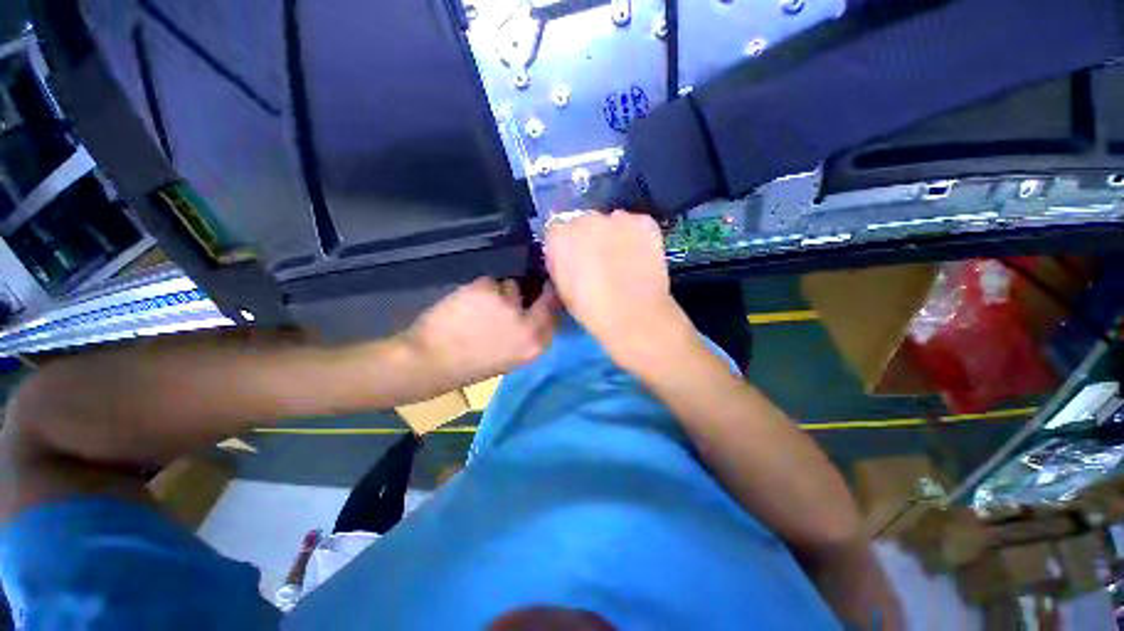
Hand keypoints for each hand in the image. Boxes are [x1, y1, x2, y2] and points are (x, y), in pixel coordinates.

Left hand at [403, 277, 558, 387]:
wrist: (430, 363)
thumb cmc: (470, 366)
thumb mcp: (510, 358)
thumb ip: (527, 335)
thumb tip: (535, 310)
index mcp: (535, 345)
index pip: (554, 314)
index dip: (546, 304)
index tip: (539, 300)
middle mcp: (528, 324)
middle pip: (542, 295)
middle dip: (530, 294)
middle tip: (510, 299)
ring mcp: (508, 305)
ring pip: (511, 285)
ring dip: (499, 293)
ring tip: (479, 308)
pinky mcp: (487, 290)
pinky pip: (490, 281)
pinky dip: (479, 288)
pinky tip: (467, 303)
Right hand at [544, 210, 693, 367]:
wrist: (633, 316)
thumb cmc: (591, 309)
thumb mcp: (563, 289)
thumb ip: (560, 265)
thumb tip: (567, 258)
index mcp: (560, 236)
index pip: (557, 232)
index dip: (566, 248)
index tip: (573, 262)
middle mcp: (586, 219)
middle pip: (584, 222)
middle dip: (589, 238)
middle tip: (599, 261)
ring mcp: (617, 218)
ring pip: (611, 221)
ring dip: (613, 235)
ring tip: (623, 260)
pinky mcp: (644, 222)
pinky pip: (636, 225)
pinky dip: (637, 236)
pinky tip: (640, 256)